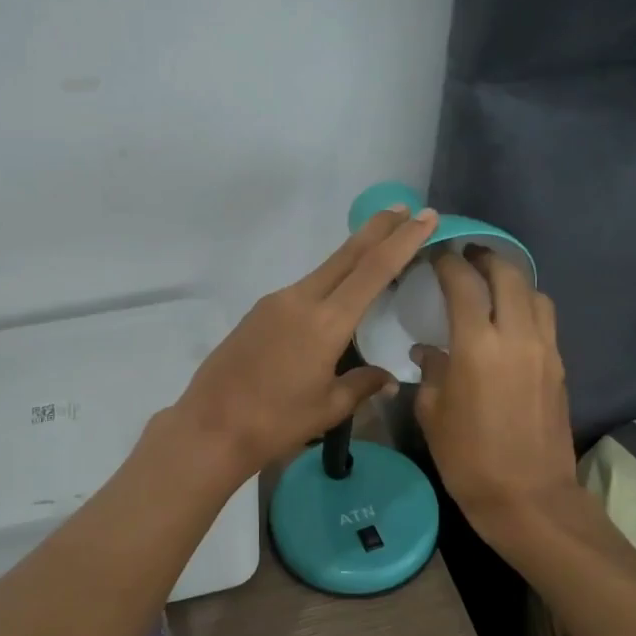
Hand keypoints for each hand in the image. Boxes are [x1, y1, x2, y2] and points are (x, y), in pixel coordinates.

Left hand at [172, 205, 439, 481]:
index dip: (403, 240)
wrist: (210, 427)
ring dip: (353, 255)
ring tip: (378, 248)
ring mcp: (275, 303)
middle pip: (347, 255)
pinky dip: (329, 281)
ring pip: (324, 270)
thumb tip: (388, 379)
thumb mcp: (328, 407)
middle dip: (378, 230)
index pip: (374, 270)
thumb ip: (362, 385)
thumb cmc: (275, 422)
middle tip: (404, 209)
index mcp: (326, 322)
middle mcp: (300, 300)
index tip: (425, 216)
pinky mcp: (258, 313)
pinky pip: (303, 289)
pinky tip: (336, 295)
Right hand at [412, 248, 581, 539]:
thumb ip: (430, 372)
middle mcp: (517, 336)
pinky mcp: (559, 367)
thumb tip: (428, 351)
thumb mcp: (433, 414)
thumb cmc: (469, 458)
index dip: (448, 262)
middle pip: (509, 274)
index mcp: (478, 345)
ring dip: (512, 280)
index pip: (464, 283)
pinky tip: (509, 321)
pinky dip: (527, 307)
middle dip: (486, 257)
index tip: (435, 255)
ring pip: (535, 294)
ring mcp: (545, 350)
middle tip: (466, 256)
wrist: (528, 498)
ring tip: (491, 285)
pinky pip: (545, 321)